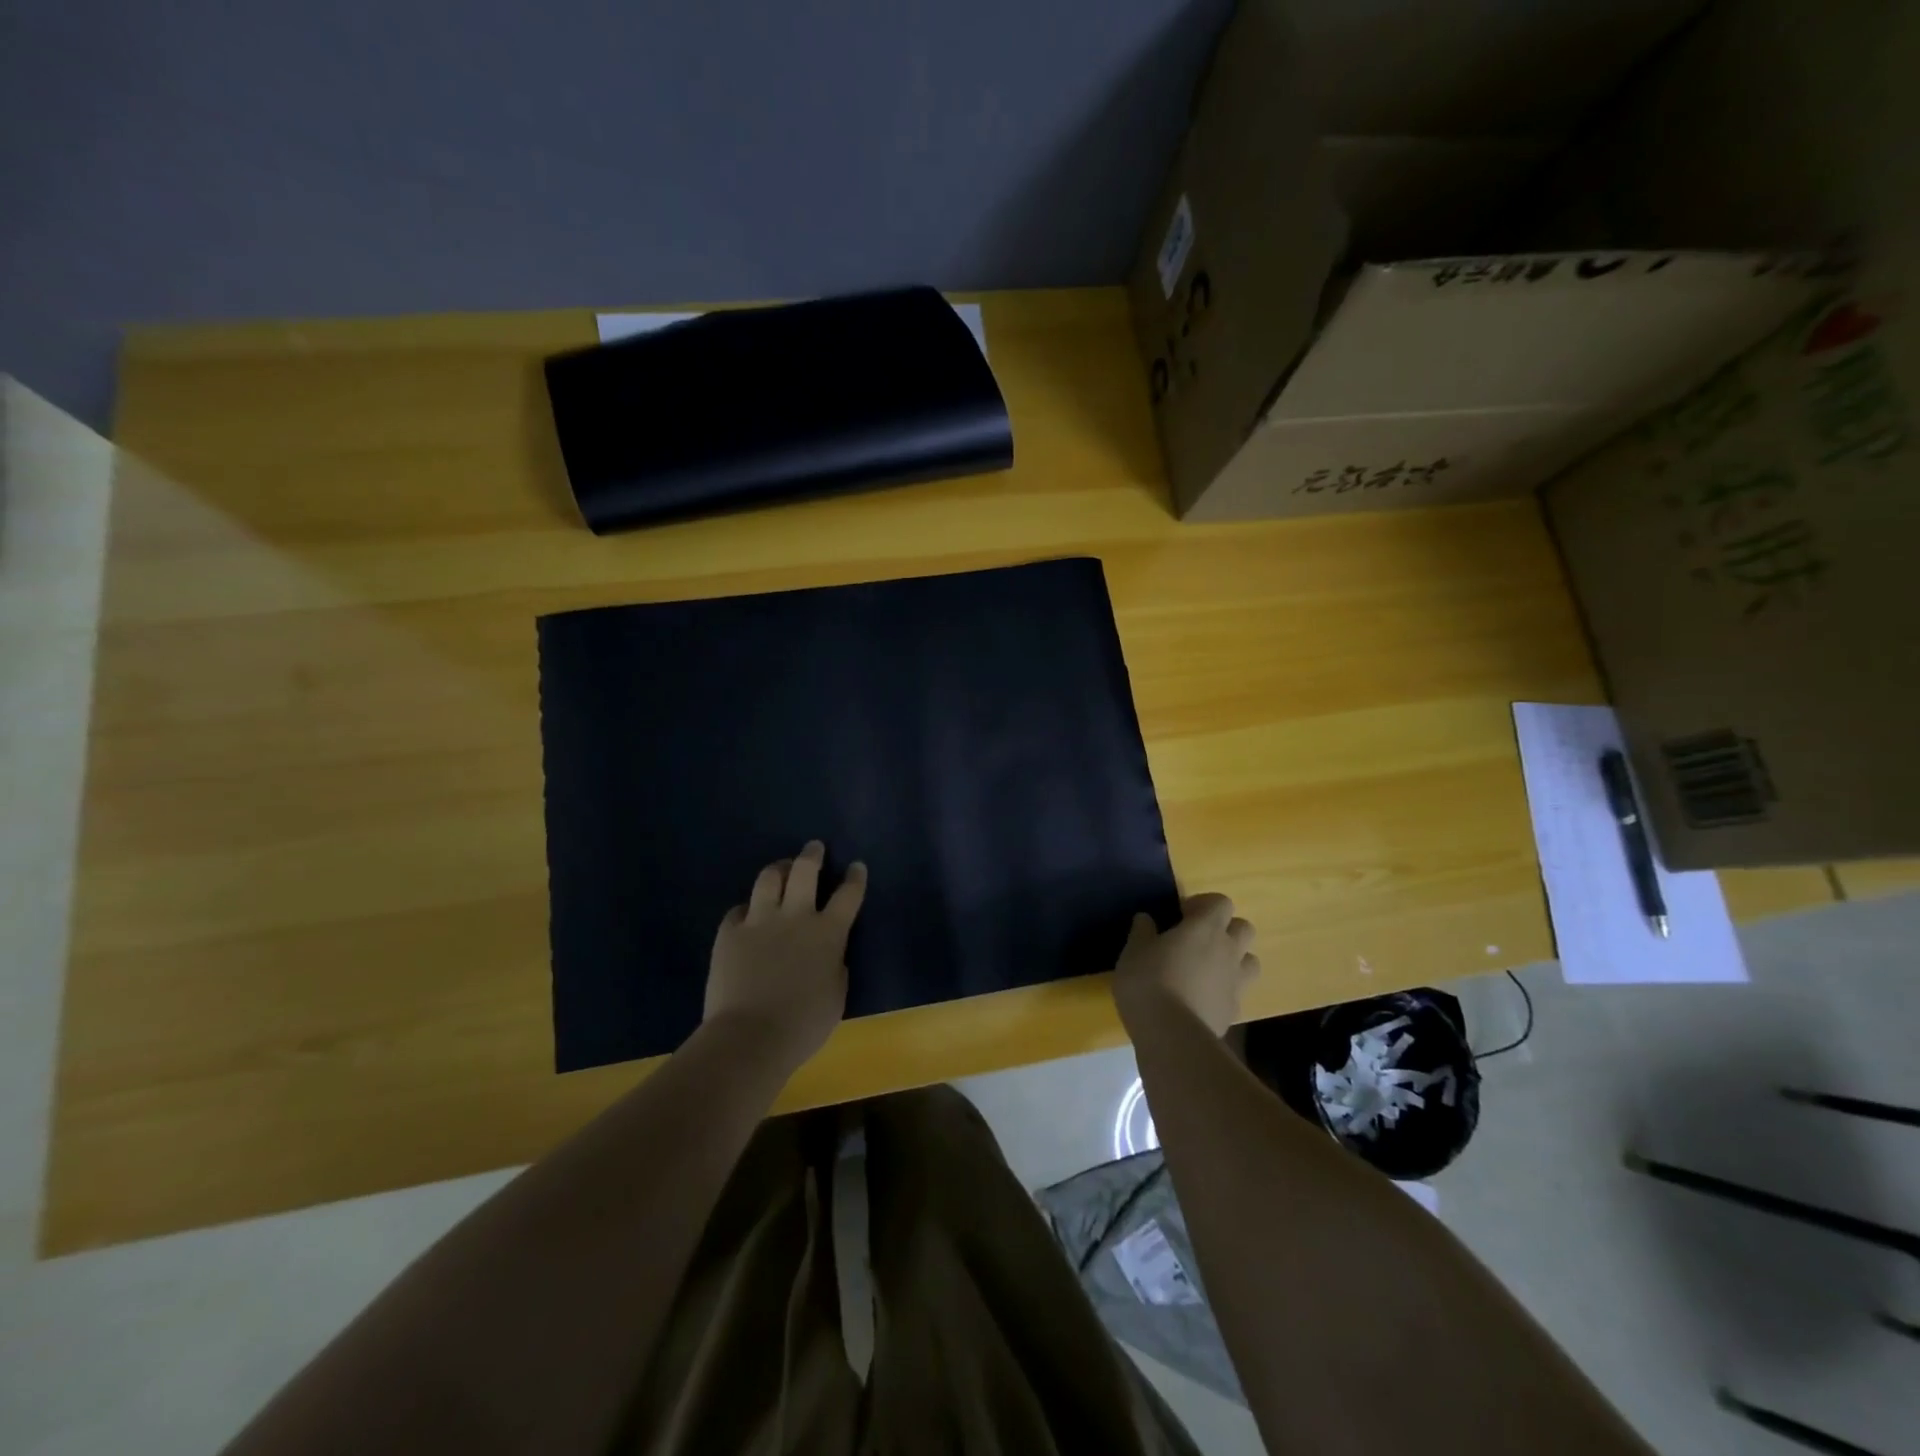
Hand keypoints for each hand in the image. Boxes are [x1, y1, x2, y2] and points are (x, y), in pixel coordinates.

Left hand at [703, 840, 866, 1073]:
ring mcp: (759, 921)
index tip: (856, 866)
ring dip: (778, 869)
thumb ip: (835, 966)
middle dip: (812, 855)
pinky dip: (747, 908)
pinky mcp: (729, 933)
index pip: (848, 895)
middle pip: (805, 871)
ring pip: (769, 879)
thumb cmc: (803, 1025)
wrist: (750, 1037)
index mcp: (828, 933)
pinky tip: (748, 913)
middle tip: (814, 847)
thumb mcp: (836, 996)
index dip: (854, 878)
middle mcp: (796, 917)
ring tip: (781, 868)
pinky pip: (738, 909)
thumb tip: (830, 955)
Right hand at [1112, 893, 1258, 1036]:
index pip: (1221, 902)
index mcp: (1205, 928)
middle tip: (1198, 939)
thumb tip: (1146, 919)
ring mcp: (1236, 982)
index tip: (1182, 915)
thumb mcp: (1133, 952)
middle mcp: (1228, 950)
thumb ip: (1142, 932)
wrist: (1172, 1037)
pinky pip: (1237, 991)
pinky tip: (1201, 998)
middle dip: (1225, 929)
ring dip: (1234, 959)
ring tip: (1207, 968)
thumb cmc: (1149, 982)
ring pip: (1250, 961)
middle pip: (1244, 928)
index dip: (1204, 905)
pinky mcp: (1234, 1011)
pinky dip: (1224, 990)